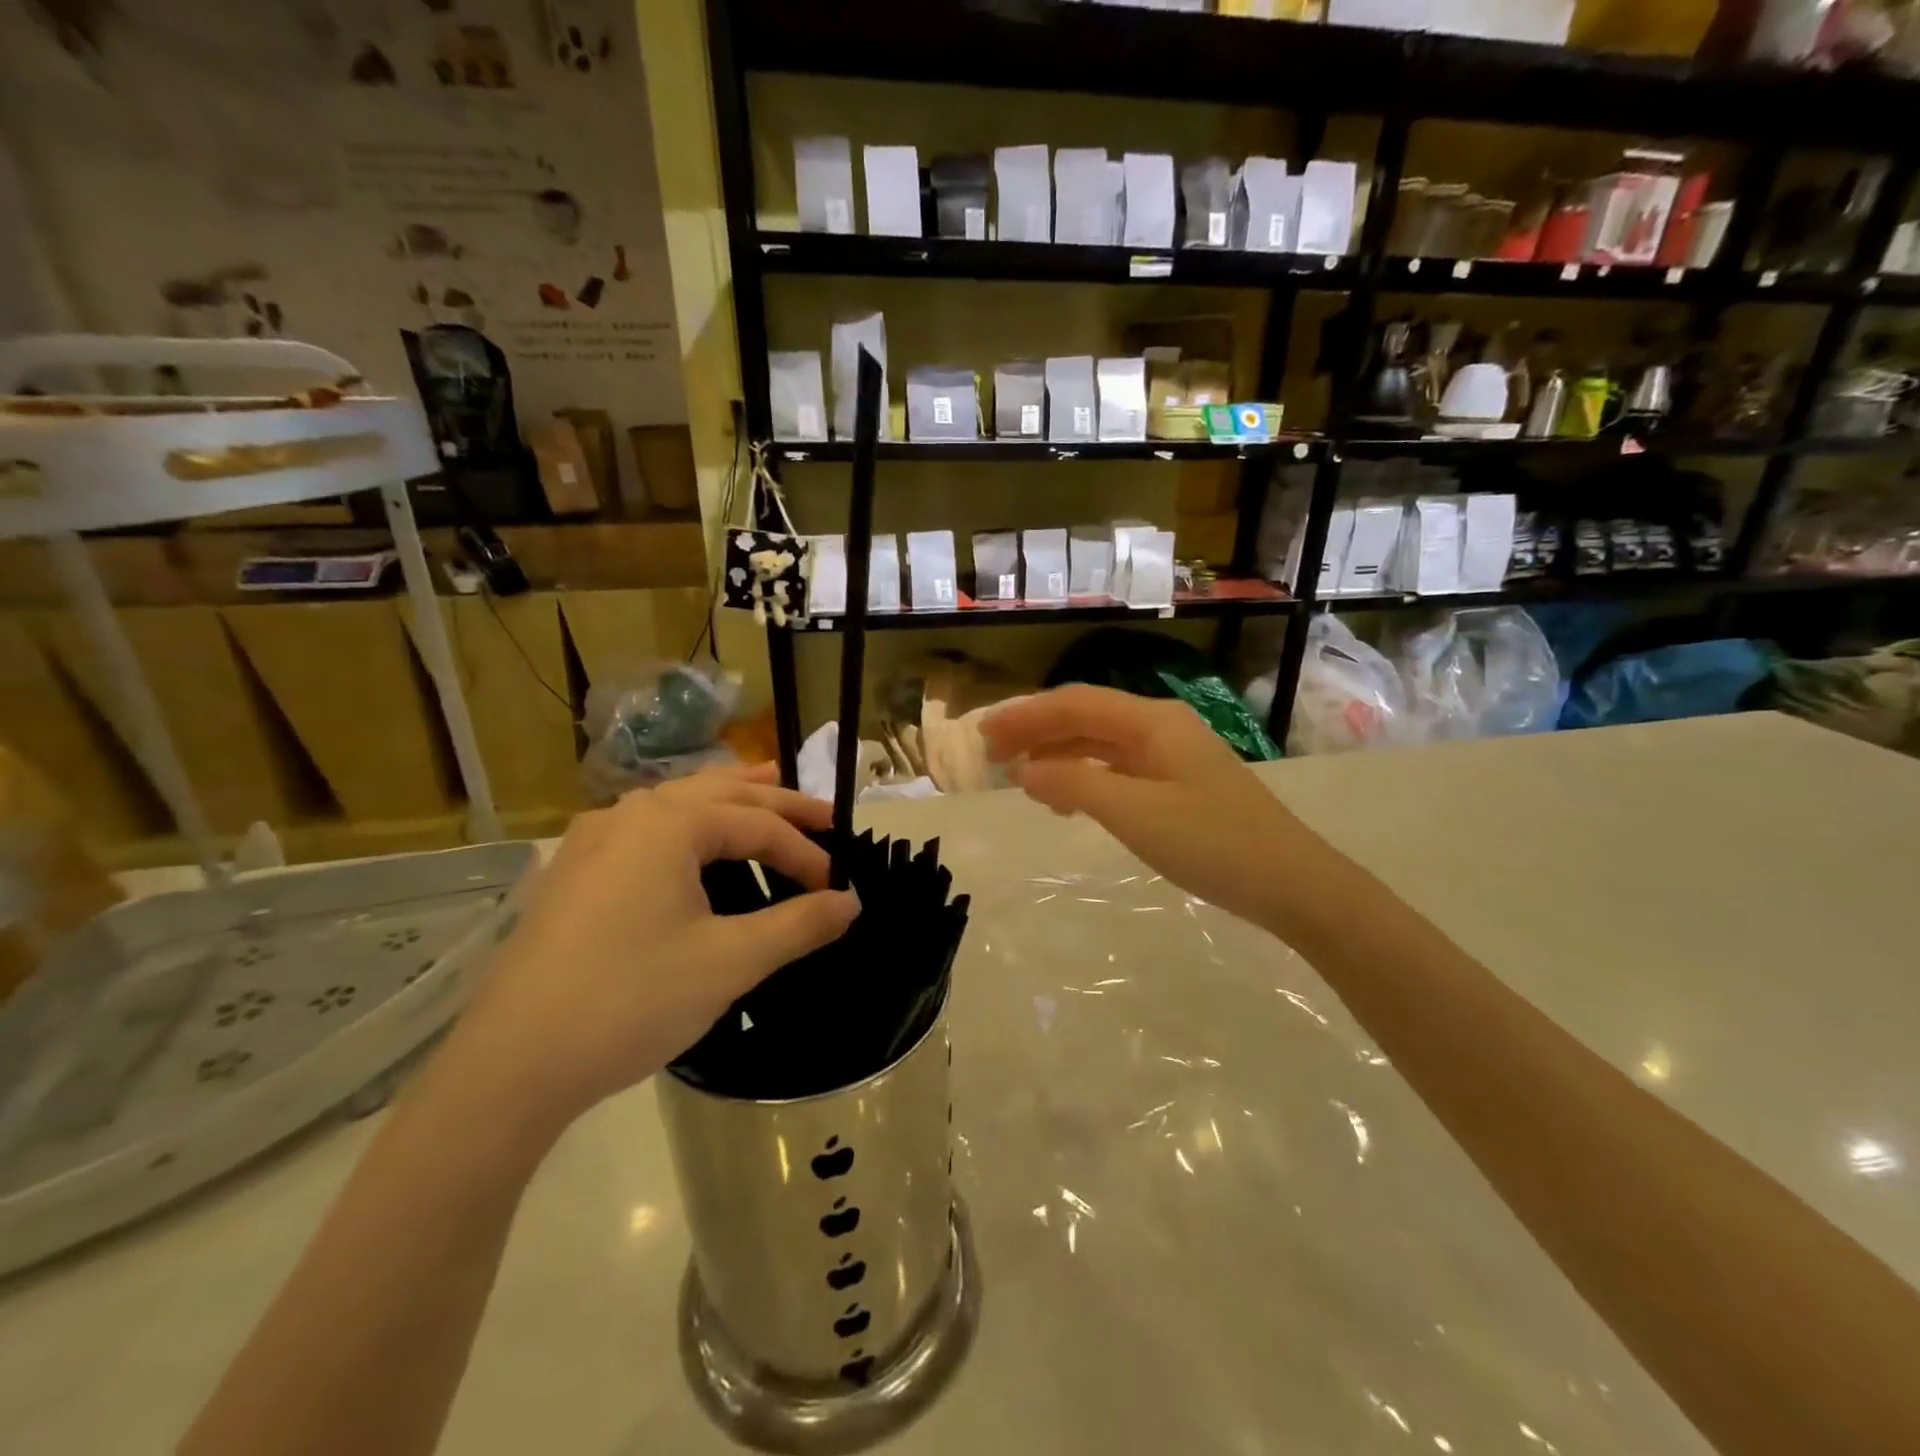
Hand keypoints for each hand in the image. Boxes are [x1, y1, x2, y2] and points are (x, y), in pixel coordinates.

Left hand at [438, 764, 860, 1135]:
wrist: (511, 1065)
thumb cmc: (632, 999)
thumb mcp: (731, 962)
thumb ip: (799, 924)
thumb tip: (850, 902)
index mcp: (670, 823)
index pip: (759, 825)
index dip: (806, 854)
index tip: (838, 889)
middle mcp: (629, 814)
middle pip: (721, 793)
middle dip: (777, 803)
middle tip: (825, 815)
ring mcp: (593, 841)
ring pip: (678, 804)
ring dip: (729, 801)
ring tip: (766, 793)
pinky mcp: (573, 873)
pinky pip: (646, 830)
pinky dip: (688, 825)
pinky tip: (693, 843)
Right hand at [981, 685, 1309, 927]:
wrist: (1291, 882)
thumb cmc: (1212, 843)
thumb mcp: (1135, 813)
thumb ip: (1075, 784)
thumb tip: (1024, 769)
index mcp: (1152, 721)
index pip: (1075, 704)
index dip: (1025, 715)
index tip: (983, 734)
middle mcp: (1160, 727)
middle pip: (1086, 718)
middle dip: (1037, 731)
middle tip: (991, 754)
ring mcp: (1171, 755)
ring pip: (1100, 743)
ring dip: (1058, 754)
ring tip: (1019, 777)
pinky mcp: (1177, 783)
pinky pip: (1117, 768)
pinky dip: (1084, 777)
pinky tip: (1067, 799)